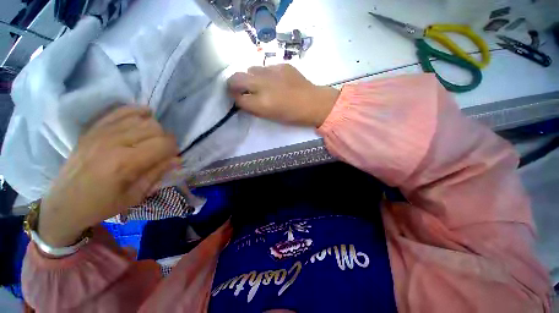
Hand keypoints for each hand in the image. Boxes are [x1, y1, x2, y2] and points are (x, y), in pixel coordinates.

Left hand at [38, 106, 179, 246]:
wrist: (64, 204)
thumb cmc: (102, 205)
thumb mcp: (135, 196)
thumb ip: (157, 173)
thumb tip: (176, 159)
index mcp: (126, 163)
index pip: (163, 143)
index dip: (173, 149)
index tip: (172, 157)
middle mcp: (114, 142)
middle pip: (154, 128)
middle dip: (165, 139)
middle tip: (161, 151)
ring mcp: (101, 133)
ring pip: (141, 118)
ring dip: (153, 128)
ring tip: (150, 139)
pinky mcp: (93, 129)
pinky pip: (120, 111)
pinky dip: (136, 112)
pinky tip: (144, 116)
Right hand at [227, 64, 339, 126]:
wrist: (313, 103)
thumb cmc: (292, 115)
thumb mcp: (270, 116)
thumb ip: (254, 108)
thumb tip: (243, 99)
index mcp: (261, 103)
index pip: (238, 98)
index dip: (235, 98)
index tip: (237, 98)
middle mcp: (263, 85)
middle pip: (236, 78)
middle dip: (233, 83)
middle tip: (239, 88)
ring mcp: (272, 72)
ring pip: (251, 69)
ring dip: (251, 77)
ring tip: (260, 83)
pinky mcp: (282, 65)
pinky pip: (266, 67)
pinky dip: (266, 74)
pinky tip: (275, 80)